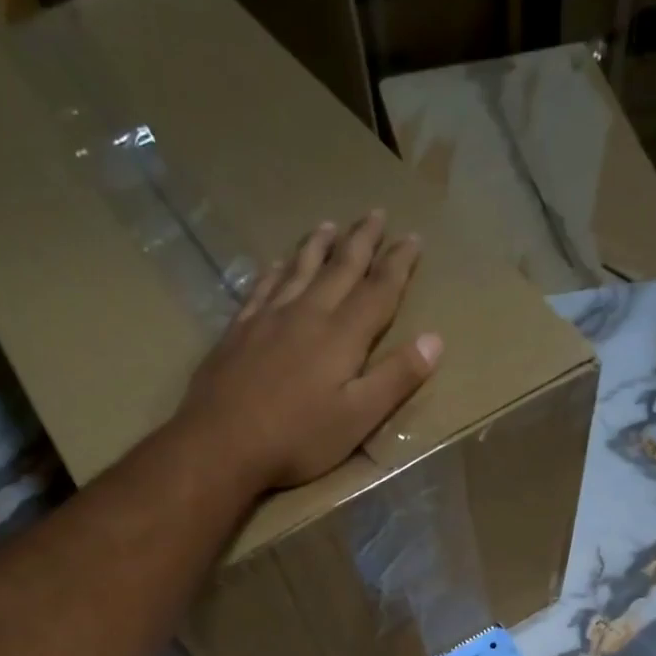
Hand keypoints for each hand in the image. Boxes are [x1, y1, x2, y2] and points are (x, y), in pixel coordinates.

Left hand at [178, 210, 442, 491]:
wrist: (221, 443)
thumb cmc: (298, 438)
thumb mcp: (358, 417)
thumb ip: (396, 378)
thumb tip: (435, 340)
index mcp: (342, 336)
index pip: (378, 290)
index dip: (398, 264)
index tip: (413, 238)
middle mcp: (307, 314)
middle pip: (339, 268)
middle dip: (361, 241)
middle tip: (376, 212)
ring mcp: (268, 319)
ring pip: (298, 270)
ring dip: (317, 246)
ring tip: (329, 225)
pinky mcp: (238, 331)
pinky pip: (261, 288)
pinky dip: (273, 271)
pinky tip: (274, 264)